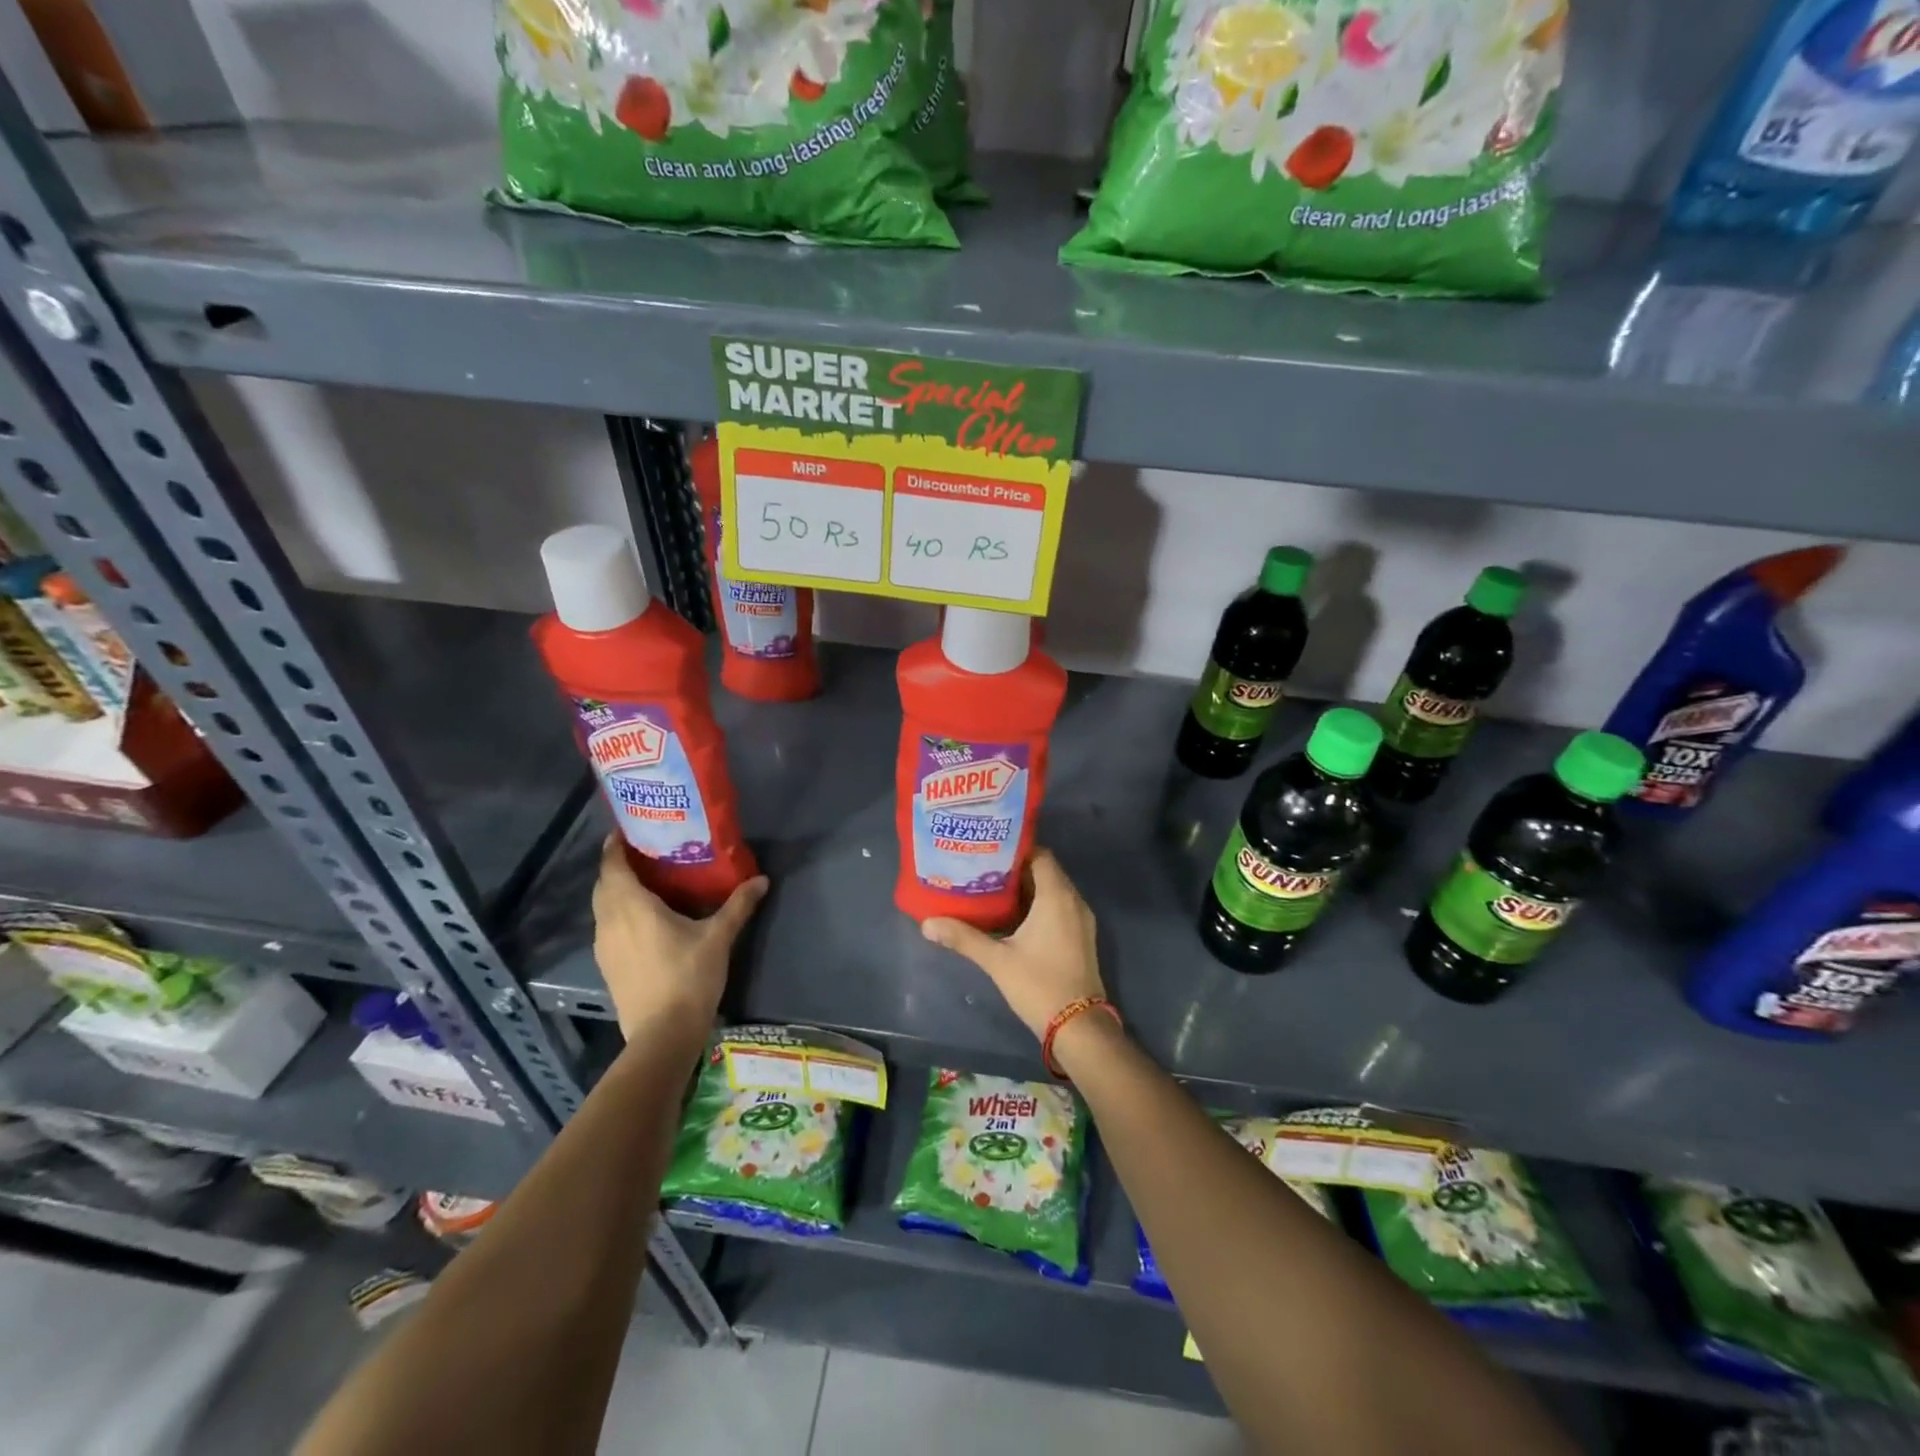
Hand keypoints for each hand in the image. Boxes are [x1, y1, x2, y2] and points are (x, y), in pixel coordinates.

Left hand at [592, 836, 767, 1039]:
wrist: (662, 1034)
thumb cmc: (688, 977)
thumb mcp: (718, 937)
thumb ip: (738, 905)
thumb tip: (762, 879)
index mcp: (631, 906)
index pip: (612, 865)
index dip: (616, 845)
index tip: (629, 829)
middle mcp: (610, 921)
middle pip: (604, 883)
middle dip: (618, 865)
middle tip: (645, 852)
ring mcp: (603, 945)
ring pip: (603, 906)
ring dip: (617, 890)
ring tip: (646, 881)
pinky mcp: (607, 964)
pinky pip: (607, 926)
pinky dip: (618, 912)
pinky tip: (643, 919)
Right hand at [920, 847, 1103, 1038]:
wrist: (1079, 1027)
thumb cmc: (1039, 985)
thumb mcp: (997, 960)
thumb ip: (964, 938)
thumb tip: (927, 923)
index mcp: (1057, 896)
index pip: (1039, 854)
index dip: (1015, 848)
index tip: (988, 848)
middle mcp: (1073, 900)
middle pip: (1045, 870)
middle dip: (1015, 867)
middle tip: (983, 866)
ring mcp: (1081, 919)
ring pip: (1052, 890)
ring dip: (1026, 887)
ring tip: (991, 887)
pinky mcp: (1081, 936)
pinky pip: (1059, 907)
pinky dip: (1038, 904)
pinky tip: (1012, 915)